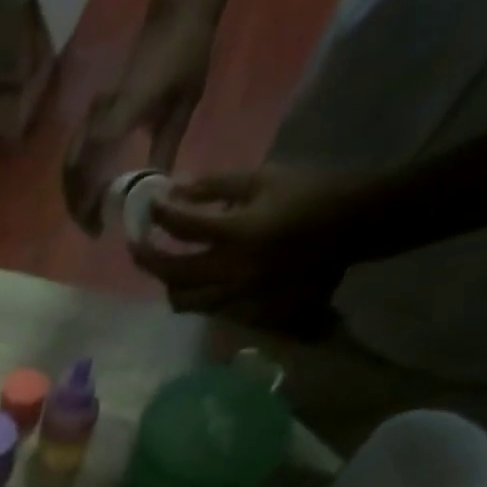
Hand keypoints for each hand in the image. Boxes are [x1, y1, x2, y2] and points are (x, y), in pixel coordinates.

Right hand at [63, 0, 231, 231]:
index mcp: (121, 113)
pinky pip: (76, 154)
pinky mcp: (94, 115)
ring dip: (75, 195)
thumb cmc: (185, 57)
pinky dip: (78, 180)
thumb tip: (155, 196)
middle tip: (92, 229)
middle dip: (77, 205)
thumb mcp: (183, 107)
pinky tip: (92, 194)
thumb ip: (165, 153)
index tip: (97, 226)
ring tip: (90, 217)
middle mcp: (99, 115)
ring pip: (70, 165)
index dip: (87, 200)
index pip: (90, 164)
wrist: (175, 16)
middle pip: (72, 170)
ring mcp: (93, 114)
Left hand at [131, 166, 366, 321]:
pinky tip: (189, 278)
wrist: (351, 227)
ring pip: (182, 298)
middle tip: (136, 245)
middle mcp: (229, 270)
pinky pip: (202, 306)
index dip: (160, 216)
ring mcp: (233, 294)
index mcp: (236, 233)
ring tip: (163, 264)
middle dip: (148, 259)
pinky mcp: (241, 307)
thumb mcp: (265, 179)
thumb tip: (176, 190)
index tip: (149, 206)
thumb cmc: (310, 194)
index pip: (182, 227)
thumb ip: (217, 187)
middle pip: (171, 273)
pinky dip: (189, 293)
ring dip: (167, 282)